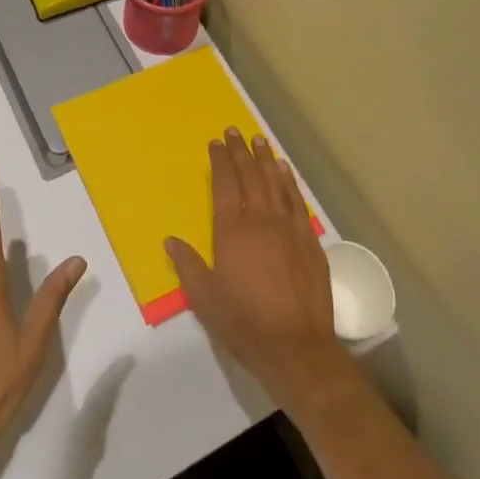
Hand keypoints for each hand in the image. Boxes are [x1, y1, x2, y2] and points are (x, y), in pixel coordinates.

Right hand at [165, 128, 356, 421]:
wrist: (297, 347)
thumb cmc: (245, 324)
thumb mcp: (205, 299)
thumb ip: (188, 265)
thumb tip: (171, 239)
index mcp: (232, 232)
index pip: (225, 185)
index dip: (220, 161)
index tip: (216, 142)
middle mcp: (261, 221)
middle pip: (250, 176)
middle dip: (241, 151)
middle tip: (235, 131)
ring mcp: (288, 228)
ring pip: (275, 183)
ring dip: (265, 159)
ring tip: (259, 140)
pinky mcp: (309, 241)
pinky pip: (296, 201)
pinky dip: (289, 182)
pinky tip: (285, 171)